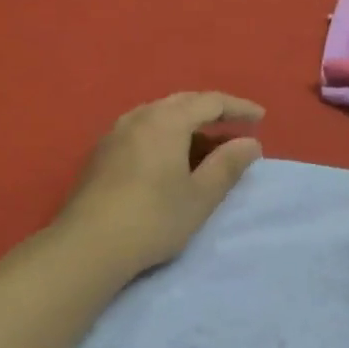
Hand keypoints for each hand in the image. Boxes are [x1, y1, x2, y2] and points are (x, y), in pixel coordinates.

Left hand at [58, 92, 264, 276]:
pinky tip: (169, 159)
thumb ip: (227, 165)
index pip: (210, 102)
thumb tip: (250, 144)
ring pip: (158, 116)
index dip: (238, 108)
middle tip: (234, 128)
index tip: (260, 118)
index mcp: (166, 121)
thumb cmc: (154, 219)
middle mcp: (138, 117)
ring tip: (204, 145)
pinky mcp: (100, 154)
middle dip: (211, 112)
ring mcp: (114, 134)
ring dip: (186, 124)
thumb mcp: (200, 196)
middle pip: (181, 103)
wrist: (88, 245)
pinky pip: (141, 131)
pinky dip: (164, 136)